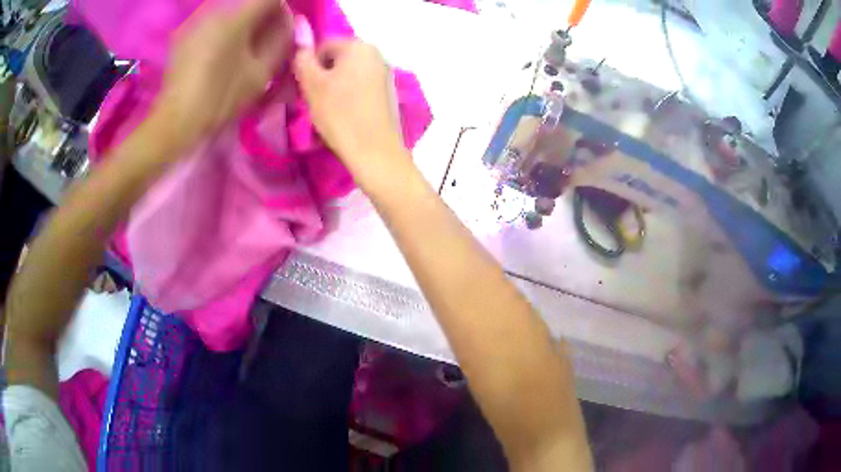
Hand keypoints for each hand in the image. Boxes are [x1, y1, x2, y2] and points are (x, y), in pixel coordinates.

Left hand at [156, 0, 292, 144]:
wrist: (176, 121)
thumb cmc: (220, 99)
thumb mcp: (260, 74)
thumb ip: (281, 41)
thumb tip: (289, 22)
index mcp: (235, 18)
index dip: (283, 9)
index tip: (283, 27)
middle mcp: (215, 10)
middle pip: (250, 0)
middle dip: (263, 15)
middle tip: (265, 38)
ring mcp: (196, 20)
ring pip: (231, 8)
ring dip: (244, 20)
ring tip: (243, 45)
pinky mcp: (184, 33)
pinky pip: (213, 19)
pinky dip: (225, 28)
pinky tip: (221, 50)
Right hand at [293, 40, 405, 169]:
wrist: (375, 151)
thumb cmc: (340, 114)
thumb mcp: (312, 85)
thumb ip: (303, 61)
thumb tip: (302, 48)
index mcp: (360, 46)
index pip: (323, 46)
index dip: (309, 65)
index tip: (305, 88)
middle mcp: (377, 55)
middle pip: (338, 60)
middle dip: (322, 77)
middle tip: (314, 100)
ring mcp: (385, 75)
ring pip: (348, 75)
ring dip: (333, 88)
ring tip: (328, 111)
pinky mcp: (388, 94)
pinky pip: (360, 88)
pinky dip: (349, 97)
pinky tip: (344, 116)